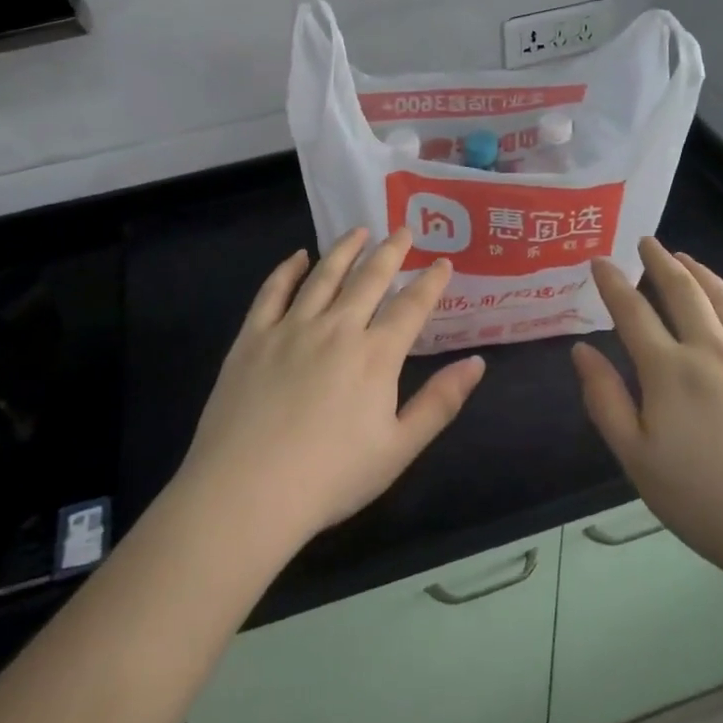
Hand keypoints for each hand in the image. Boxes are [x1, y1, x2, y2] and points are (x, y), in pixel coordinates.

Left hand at [176, 228, 486, 553]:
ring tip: (359, 231)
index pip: (411, 307)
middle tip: (403, 230)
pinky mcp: (252, 337)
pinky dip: (288, 269)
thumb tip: (476, 363)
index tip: (443, 262)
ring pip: (323, 275)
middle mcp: (336, 328)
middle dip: (391, 251)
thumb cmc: (330, 477)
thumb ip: (440, 403)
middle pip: (369, 279)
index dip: (430, 282)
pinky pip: (273, 291)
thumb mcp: (399, 449)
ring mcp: (290, 328)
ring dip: (345, 249)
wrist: (246, 492)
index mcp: (375, 355)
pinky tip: (298, 257)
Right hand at [571, 239, 722, 599]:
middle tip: (646, 242)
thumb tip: (581, 350)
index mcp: (669, 370)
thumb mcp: (637, 459)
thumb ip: (605, 400)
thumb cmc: (706, 501)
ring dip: (701, 274)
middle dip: (660, 262)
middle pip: (682, 292)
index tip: (599, 261)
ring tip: (686, 259)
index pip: (632, 311)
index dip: (612, 282)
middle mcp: (711, 350)